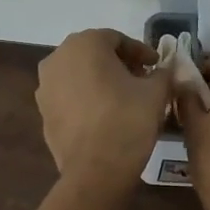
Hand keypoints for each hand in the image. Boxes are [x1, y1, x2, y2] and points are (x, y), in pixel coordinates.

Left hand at [35, 30, 173, 185]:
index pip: (117, 39)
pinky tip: (105, 116)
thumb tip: (165, 70)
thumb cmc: (127, 120)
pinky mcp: (43, 113)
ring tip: (125, 98)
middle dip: (120, 64)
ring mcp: (45, 87)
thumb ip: (163, 73)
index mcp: (84, 44)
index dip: (141, 52)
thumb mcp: (156, 92)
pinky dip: (87, 99)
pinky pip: (70, 97)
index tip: (157, 66)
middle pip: (95, 54)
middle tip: (143, 79)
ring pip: (79, 75)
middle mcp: (58, 58)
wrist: (95, 170)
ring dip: (102, 81)